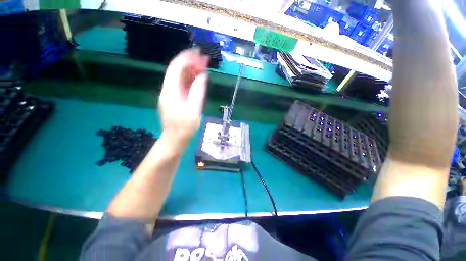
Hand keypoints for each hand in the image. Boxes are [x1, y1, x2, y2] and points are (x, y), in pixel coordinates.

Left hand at [159, 49, 208, 152]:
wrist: (175, 140)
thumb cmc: (184, 128)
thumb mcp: (193, 111)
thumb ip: (197, 93)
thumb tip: (203, 76)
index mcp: (170, 92)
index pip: (175, 68)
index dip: (186, 58)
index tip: (198, 53)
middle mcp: (168, 90)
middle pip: (178, 72)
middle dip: (191, 63)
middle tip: (204, 59)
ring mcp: (172, 95)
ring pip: (181, 78)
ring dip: (192, 71)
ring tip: (204, 66)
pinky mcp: (177, 100)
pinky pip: (183, 86)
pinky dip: (192, 81)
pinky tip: (200, 78)